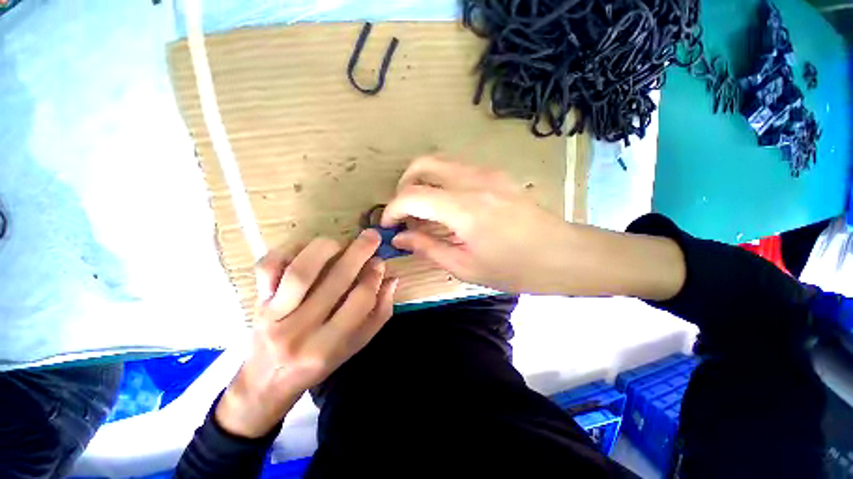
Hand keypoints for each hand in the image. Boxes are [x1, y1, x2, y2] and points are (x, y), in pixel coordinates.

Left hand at [216, 231, 397, 437]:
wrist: (267, 380)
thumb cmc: (318, 363)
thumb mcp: (355, 346)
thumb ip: (378, 313)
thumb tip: (391, 279)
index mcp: (327, 346)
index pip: (359, 301)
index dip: (374, 277)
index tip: (380, 262)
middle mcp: (299, 330)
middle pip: (335, 281)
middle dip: (359, 253)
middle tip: (372, 236)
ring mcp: (273, 314)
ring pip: (301, 271)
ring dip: (327, 248)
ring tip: (341, 242)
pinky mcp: (257, 300)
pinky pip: (268, 267)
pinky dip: (288, 250)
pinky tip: (307, 249)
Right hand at [381, 157, 574, 293]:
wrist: (563, 254)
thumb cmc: (515, 268)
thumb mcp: (465, 266)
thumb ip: (427, 247)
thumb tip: (399, 238)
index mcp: (464, 208)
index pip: (412, 195)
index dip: (392, 209)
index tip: (387, 226)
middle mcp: (473, 180)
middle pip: (422, 164)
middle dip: (404, 185)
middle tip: (404, 212)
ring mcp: (487, 173)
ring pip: (440, 162)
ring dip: (423, 182)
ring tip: (424, 212)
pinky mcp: (496, 174)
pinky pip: (457, 169)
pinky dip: (441, 182)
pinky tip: (447, 207)